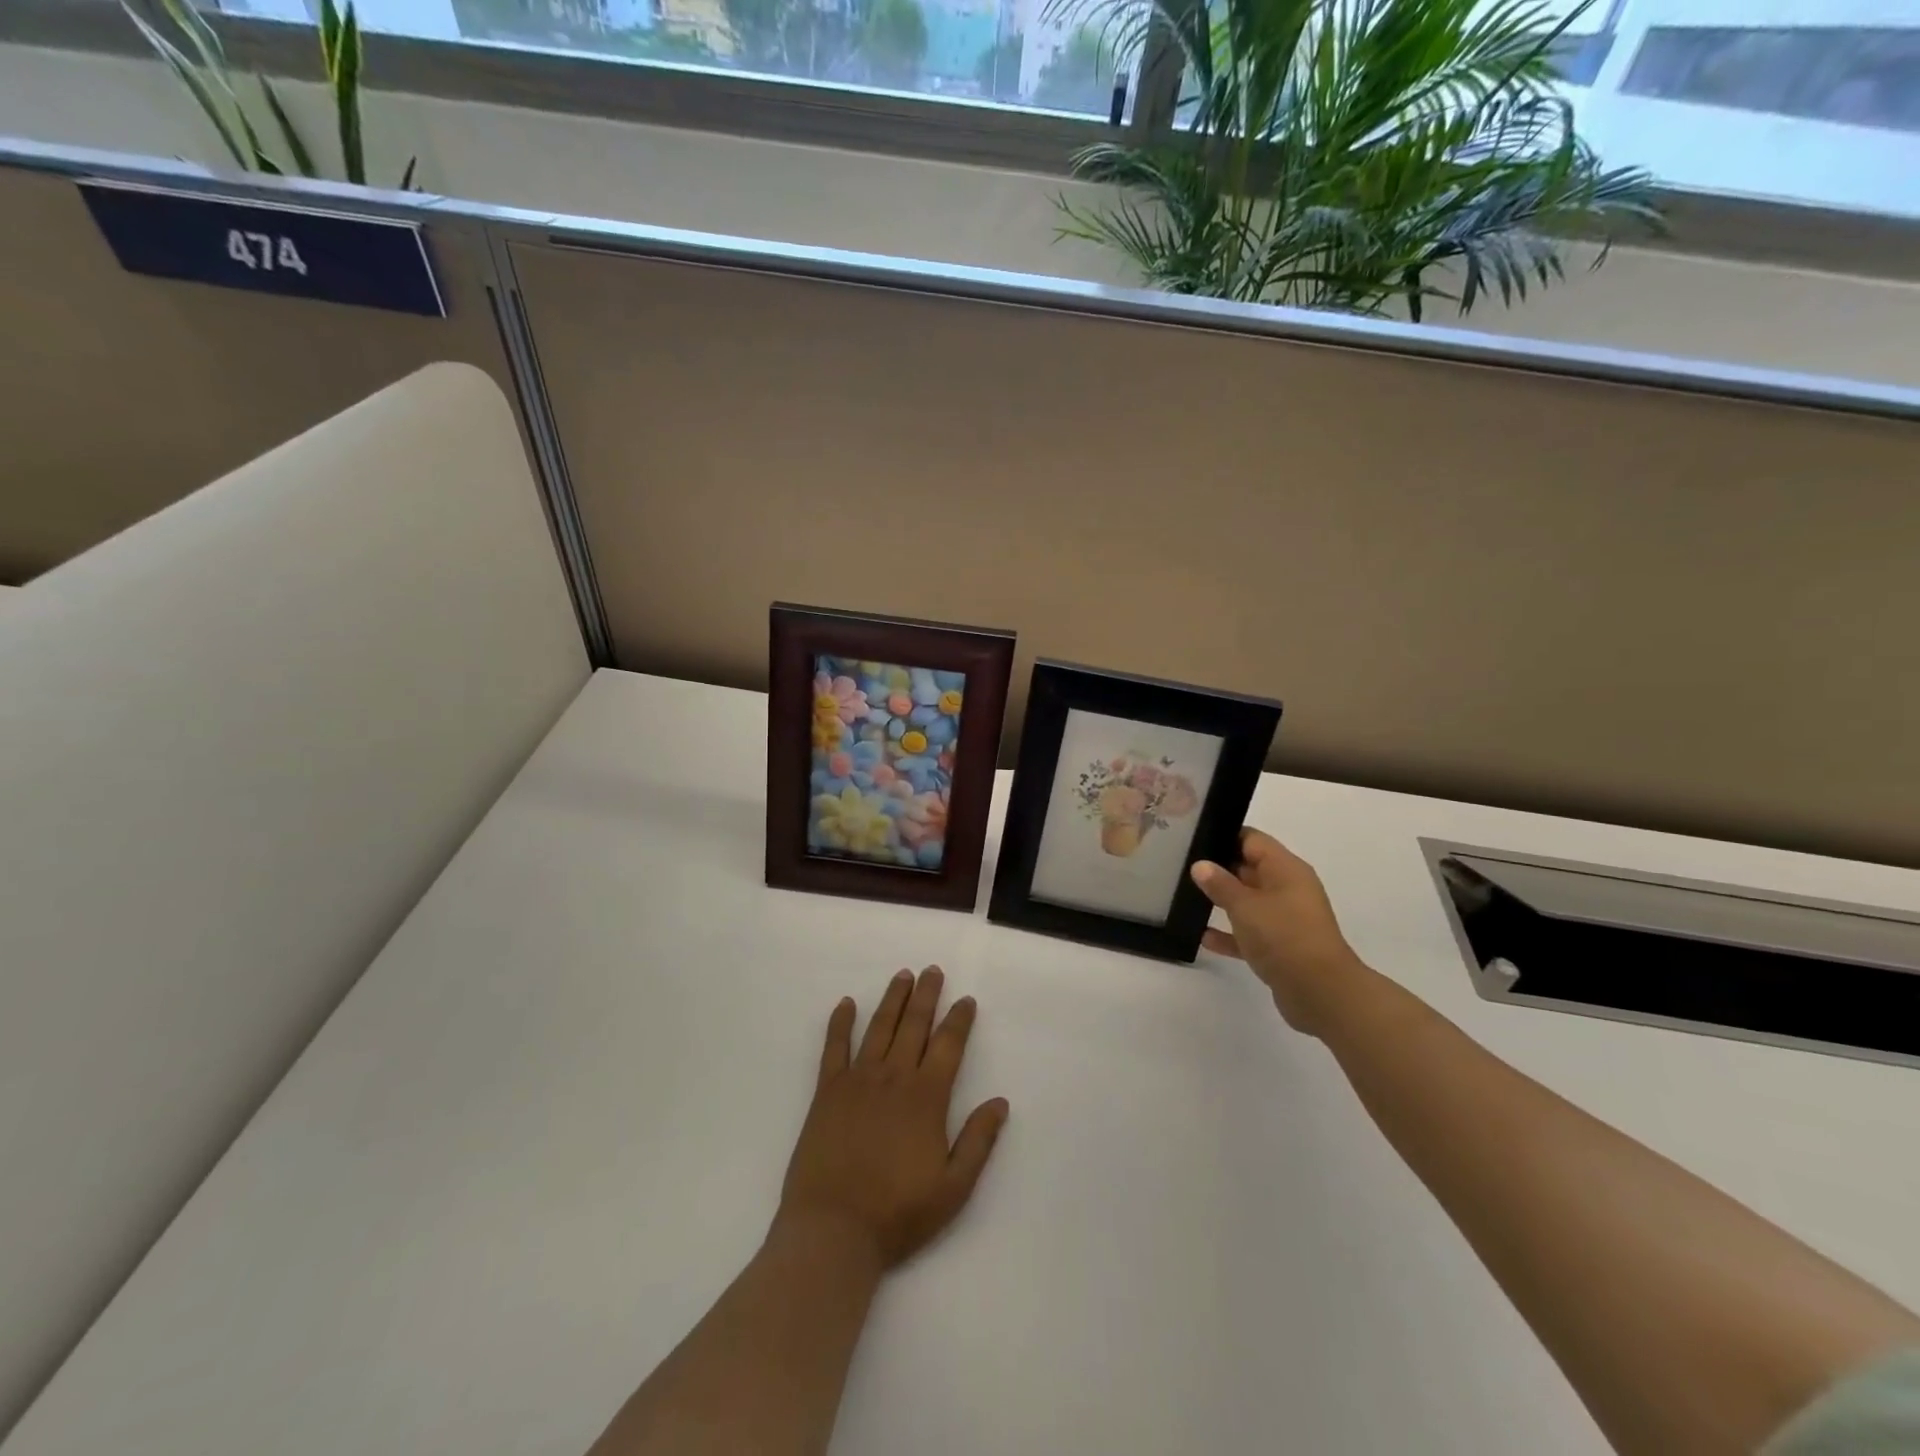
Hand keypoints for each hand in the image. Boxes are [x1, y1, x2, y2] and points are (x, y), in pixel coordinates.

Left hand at [776, 967, 1008, 1271]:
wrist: (833, 1231)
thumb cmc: (897, 1213)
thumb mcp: (953, 1188)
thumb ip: (978, 1142)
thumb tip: (1000, 1102)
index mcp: (926, 1097)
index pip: (948, 1045)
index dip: (959, 1020)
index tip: (966, 999)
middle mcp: (894, 1078)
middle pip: (914, 1025)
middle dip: (926, 996)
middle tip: (932, 970)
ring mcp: (858, 1080)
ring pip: (879, 1027)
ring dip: (893, 999)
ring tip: (903, 975)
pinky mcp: (827, 1091)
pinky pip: (834, 1047)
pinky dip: (840, 1023)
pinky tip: (845, 1004)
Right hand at [1191, 829, 1371, 1036]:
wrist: (1321, 993)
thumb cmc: (1284, 936)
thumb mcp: (1245, 905)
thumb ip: (1220, 884)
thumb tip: (1200, 865)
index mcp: (1286, 869)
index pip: (1252, 840)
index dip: (1223, 836)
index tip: (1192, 838)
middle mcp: (1288, 889)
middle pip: (1249, 868)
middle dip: (1218, 868)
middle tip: (1181, 866)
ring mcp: (1286, 919)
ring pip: (1249, 902)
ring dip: (1223, 902)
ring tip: (1185, 897)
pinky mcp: (1281, 947)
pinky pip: (1250, 932)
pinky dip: (1230, 933)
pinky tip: (1203, 936)